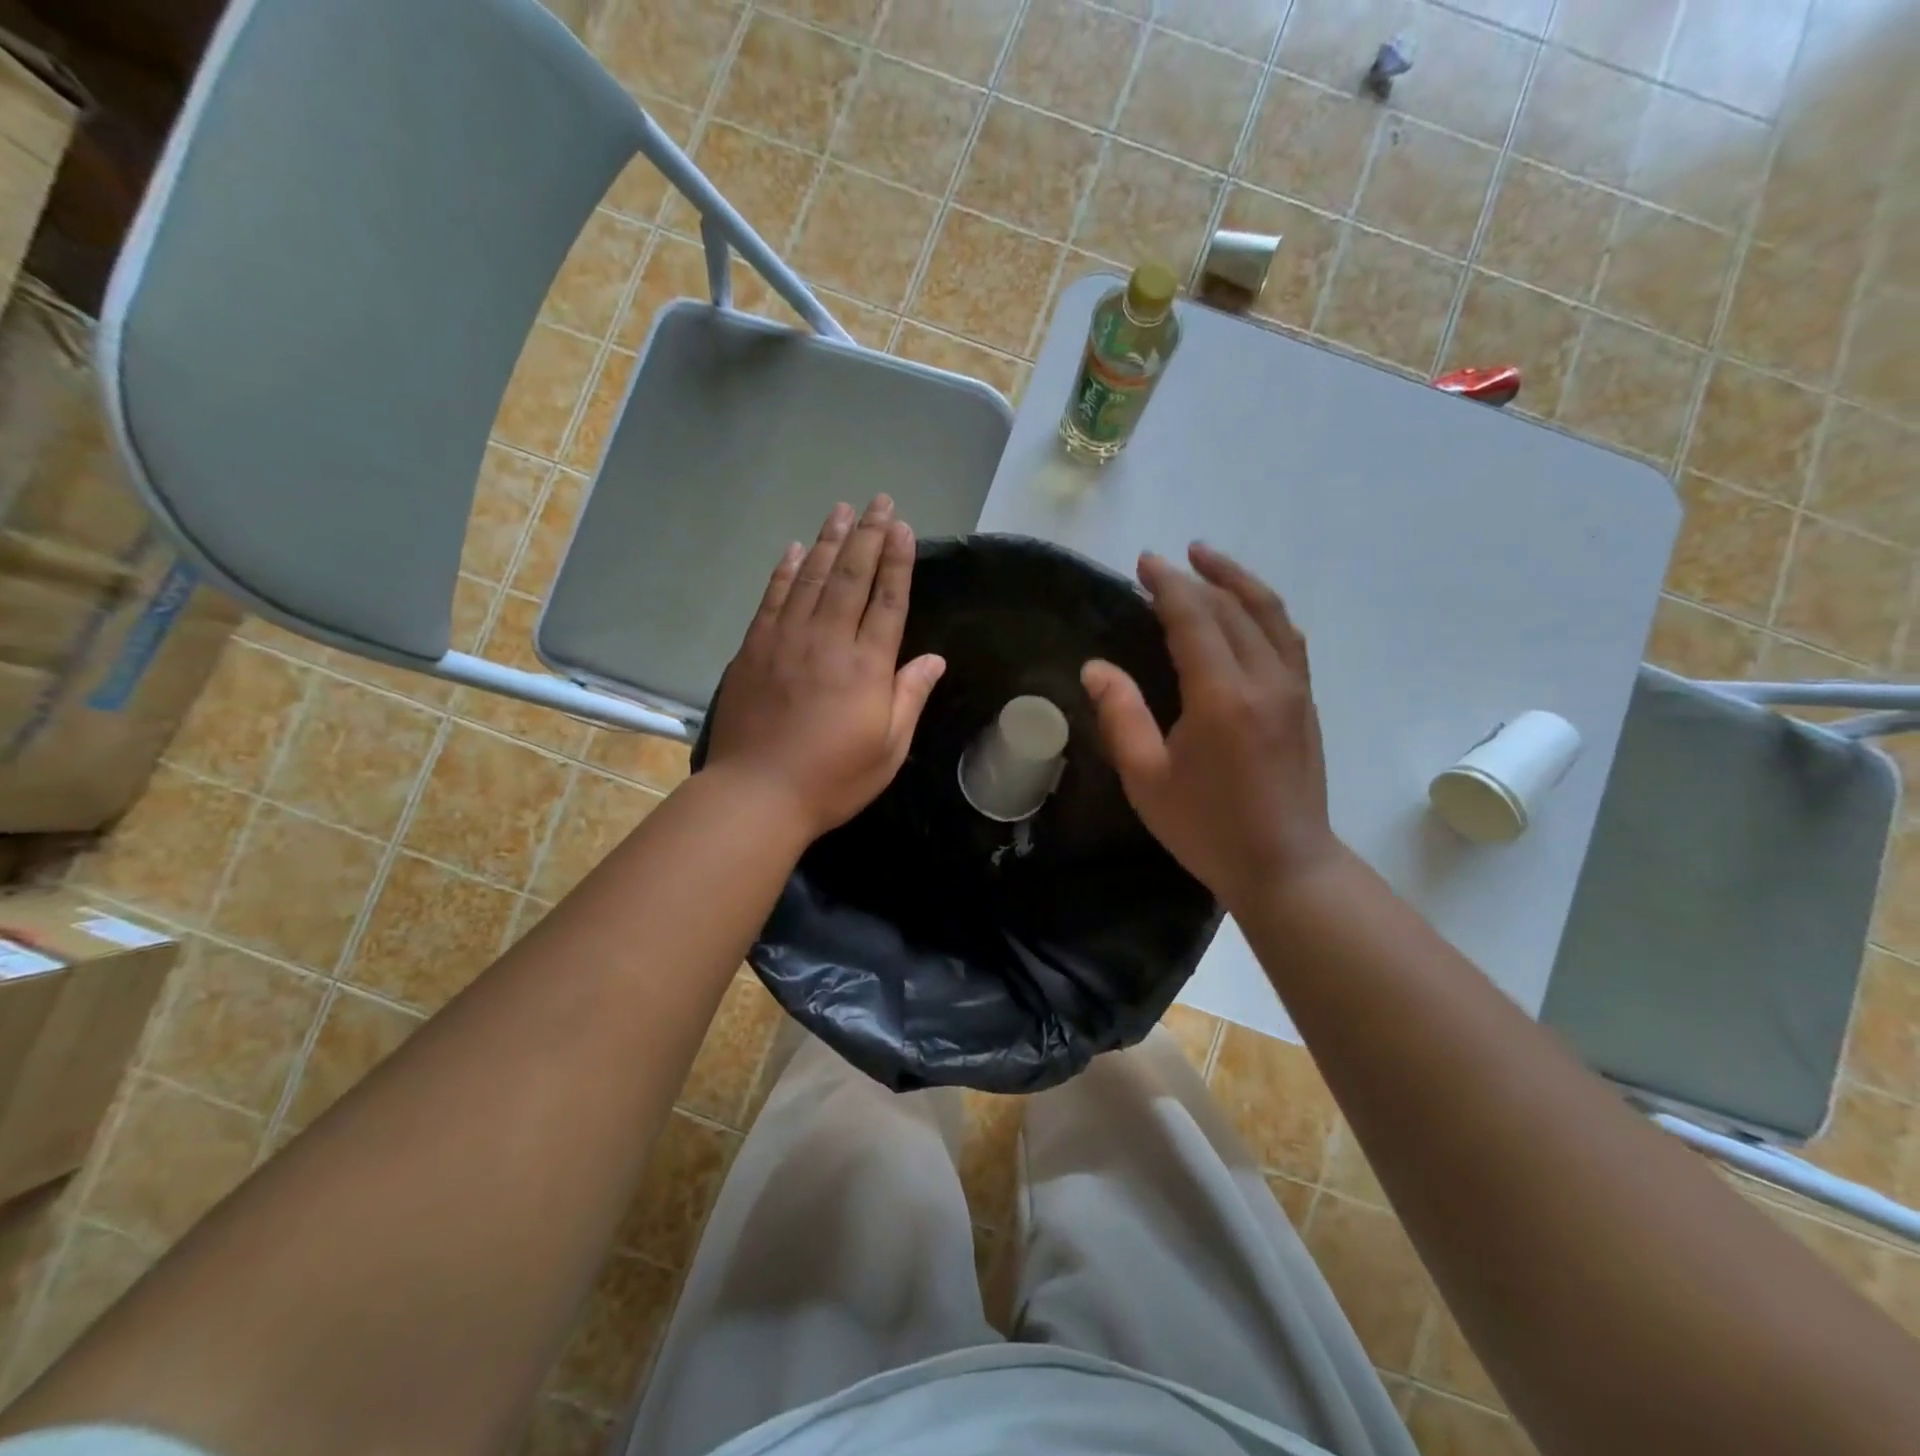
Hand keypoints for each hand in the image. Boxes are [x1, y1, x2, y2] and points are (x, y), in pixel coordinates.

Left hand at [706, 496, 945, 840]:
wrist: (757, 794)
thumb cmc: (832, 778)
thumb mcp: (888, 748)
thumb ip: (910, 697)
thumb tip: (935, 659)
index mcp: (866, 666)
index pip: (887, 600)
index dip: (897, 561)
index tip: (903, 527)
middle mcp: (827, 640)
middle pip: (851, 576)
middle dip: (868, 535)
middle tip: (879, 501)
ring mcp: (786, 640)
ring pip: (812, 577)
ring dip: (830, 541)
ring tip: (842, 509)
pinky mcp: (754, 648)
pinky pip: (773, 597)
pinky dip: (786, 570)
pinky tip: (796, 549)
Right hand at [1083, 543, 1340, 912]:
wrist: (1286, 865)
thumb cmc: (1208, 827)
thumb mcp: (1147, 778)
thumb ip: (1121, 716)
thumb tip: (1096, 668)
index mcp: (1222, 697)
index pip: (1195, 618)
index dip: (1168, 585)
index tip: (1144, 562)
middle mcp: (1265, 680)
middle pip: (1234, 608)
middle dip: (1198, 577)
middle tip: (1165, 563)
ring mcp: (1294, 689)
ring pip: (1270, 614)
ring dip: (1239, 581)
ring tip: (1210, 560)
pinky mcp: (1305, 703)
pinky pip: (1287, 638)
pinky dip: (1265, 611)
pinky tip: (1249, 610)